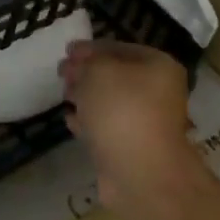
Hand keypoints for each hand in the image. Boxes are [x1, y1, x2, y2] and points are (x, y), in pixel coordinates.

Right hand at [60, 40, 201, 212]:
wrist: (139, 171)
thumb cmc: (122, 110)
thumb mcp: (98, 71)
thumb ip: (85, 61)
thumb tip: (78, 64)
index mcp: (158, 66)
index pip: (119, 47)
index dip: (90, 48)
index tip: (66, 51)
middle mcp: (157, 92)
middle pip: (116, 75)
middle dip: (86, 72)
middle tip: (62, 73)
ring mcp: (145, 122)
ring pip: (110, 102)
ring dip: (86, 97)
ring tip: (64, 95)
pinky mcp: (131, 147)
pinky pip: (106, 127)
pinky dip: (89, 122)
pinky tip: (71, 119)